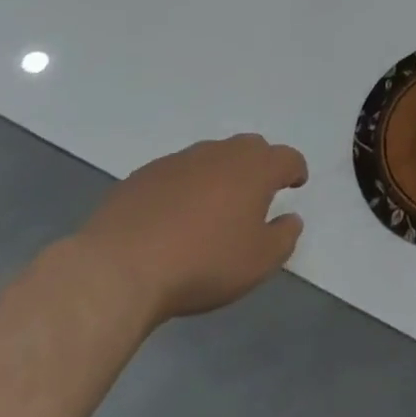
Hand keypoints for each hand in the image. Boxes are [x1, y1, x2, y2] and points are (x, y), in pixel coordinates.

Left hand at [75, 134, 307, 326]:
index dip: (295, 170)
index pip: (287, 158)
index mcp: (256, 168)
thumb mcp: (258, 262)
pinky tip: (173, 216)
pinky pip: (176, 173)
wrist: (119, 268)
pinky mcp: (144, 175)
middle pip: (251, 148)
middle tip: (257, 192)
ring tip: (213, 206)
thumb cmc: (202, 263)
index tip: (296, 183)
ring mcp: (180, 160)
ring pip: (211, 157)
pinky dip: (184, 187)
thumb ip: (284, 237)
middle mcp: (222, 153)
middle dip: (259, 165)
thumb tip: (291, 219)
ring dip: (220, 174)